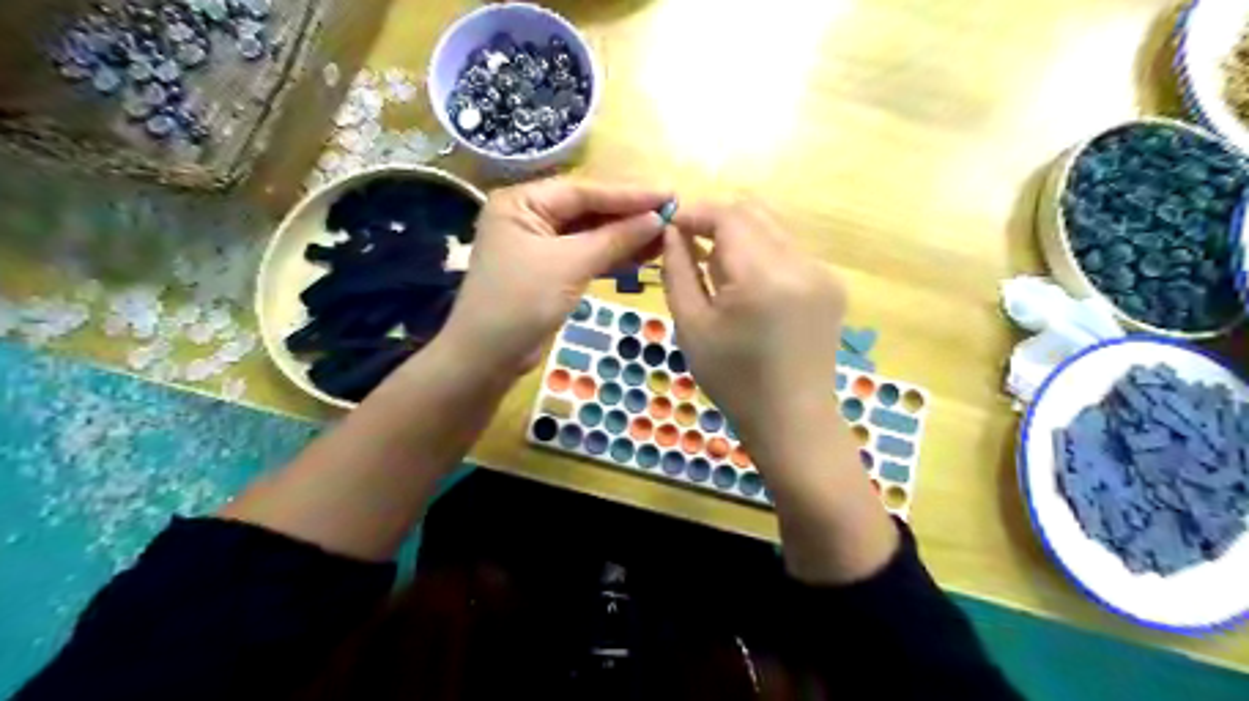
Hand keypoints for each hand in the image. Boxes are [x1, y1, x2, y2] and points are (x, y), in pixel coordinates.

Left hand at [441, 177, 673, 371]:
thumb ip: (615, 238)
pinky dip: (613, 256)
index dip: (629, 194)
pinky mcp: (550, 269)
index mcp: (523, 201)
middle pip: (589, 209)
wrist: (489, 356)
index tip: (669, 194)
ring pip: (590, 233)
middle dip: (629, 214)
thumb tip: (658, 219)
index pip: (584, 191)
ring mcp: (540, 244)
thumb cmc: (522, 301)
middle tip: (672, 213)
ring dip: (626, 236)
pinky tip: (644, 255)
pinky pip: (586, 255)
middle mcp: (530, 215)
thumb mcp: (570, 264)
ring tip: (666, 236)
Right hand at [662, 207, 848, 460]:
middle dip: (717, 220)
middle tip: (690, 249)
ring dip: (740, 237)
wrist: (791, 419)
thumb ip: (678, 270)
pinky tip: (749, 289)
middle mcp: (802, 264)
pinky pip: (790, 250)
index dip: (695, 213)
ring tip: (718, 273)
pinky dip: (762, 254)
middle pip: (754, 212)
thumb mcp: (691, 326)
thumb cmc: (733, 380)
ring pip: (773, 228)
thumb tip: (672, 231)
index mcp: (764, 277)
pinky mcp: (832, 284)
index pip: (728, 215)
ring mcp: (823, 273)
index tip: (671, 227)